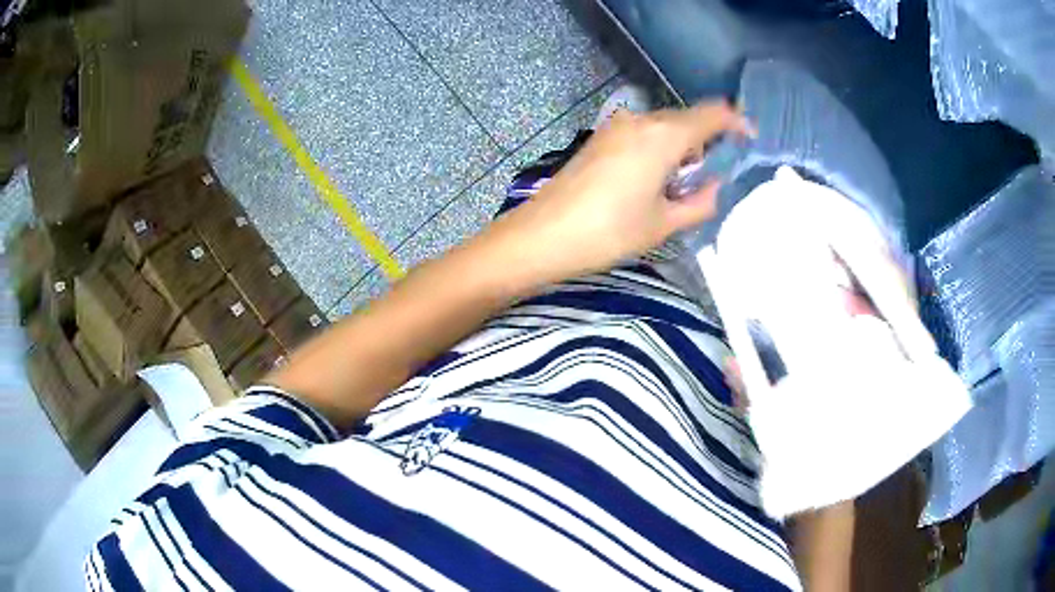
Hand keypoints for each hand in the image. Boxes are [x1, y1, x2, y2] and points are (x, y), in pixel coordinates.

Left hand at [491, 101, 751, 284]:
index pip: (711, 115)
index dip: (736, 122)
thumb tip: (716, 186)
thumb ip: (700, 202)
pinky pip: (642, 135)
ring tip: (683, 186)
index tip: (750, 138)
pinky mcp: (600, 139)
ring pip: (664, 127)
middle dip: (707, 142)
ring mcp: (616, 127)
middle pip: (686, 120)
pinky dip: (659, 150)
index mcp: (663, 135)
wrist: (542, 235)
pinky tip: (655, 181)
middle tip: (716, 175)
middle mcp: (640, 121)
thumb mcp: (664, 223)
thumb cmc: (608, 232)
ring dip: (682, 148)